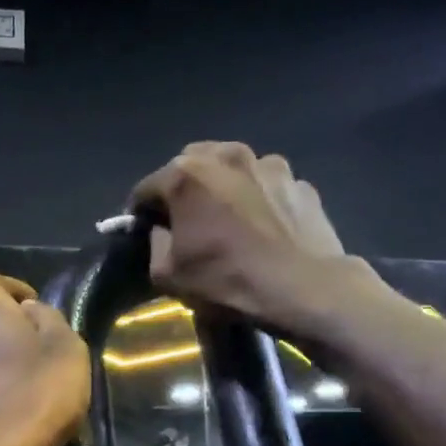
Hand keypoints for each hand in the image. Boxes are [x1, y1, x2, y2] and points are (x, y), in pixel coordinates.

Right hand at [128, 142, 347, 325]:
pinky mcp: (299, 181)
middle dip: (182, 189)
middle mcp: (226, 156)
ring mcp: (268, 164)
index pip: (146, 187)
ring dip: (222, 187)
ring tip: (228, 218)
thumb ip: (154, 243)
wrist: (305, 288)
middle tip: (186, 220)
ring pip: (232, 168)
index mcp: (186, 175)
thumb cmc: (228, 280)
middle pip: (189, 165)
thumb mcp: (168, 275)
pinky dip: (258, 198)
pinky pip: (266, 185)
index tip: (143, 231)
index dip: (140, 212)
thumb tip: (161, 229)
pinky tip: (263, 227)